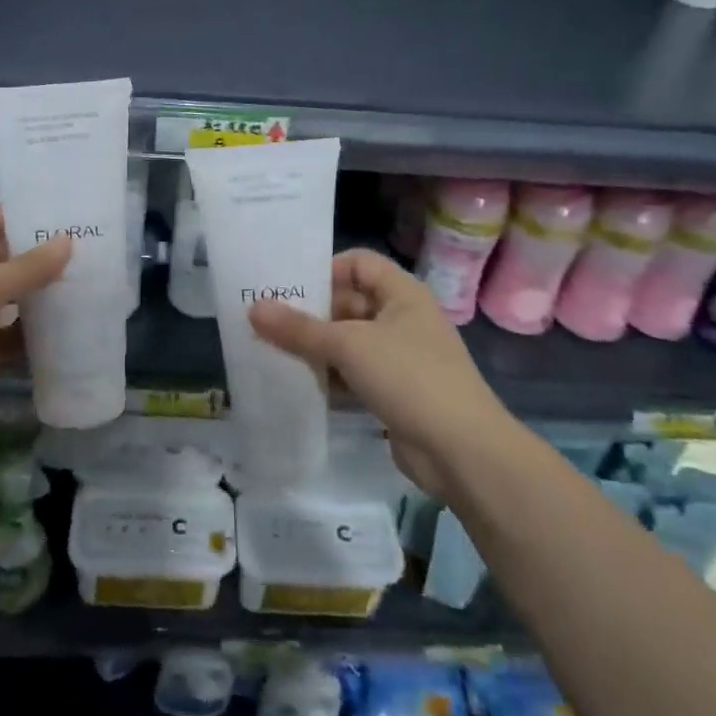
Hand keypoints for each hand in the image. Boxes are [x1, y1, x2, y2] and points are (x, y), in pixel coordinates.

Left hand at [0, 205, 70, 453]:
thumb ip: (29, 266)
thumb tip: (68, 240)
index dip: (23, 217)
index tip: (67, 220)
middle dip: (37, 258)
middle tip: (86, 253)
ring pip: (6, 298)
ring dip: (37, 296)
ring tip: (85, 285)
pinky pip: (6, 334)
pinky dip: (29, 333)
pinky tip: (66, 328)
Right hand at [249, 248, 510, 494]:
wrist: (462, 452)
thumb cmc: (409, 377)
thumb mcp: (349, 346)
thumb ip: (300, 328)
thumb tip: (254, 308)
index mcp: (402, 293)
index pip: (358, 263)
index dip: (324, 269)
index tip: (287, 287)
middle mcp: (402, 318)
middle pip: (348, 303)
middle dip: (311, 314)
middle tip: (265, 322)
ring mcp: (399, 358)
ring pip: (348, 342)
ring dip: (316, 348)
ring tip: (271, 351)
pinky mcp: (394, 393)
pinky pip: (353, 375)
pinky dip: (329, 377)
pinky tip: (297, 384)